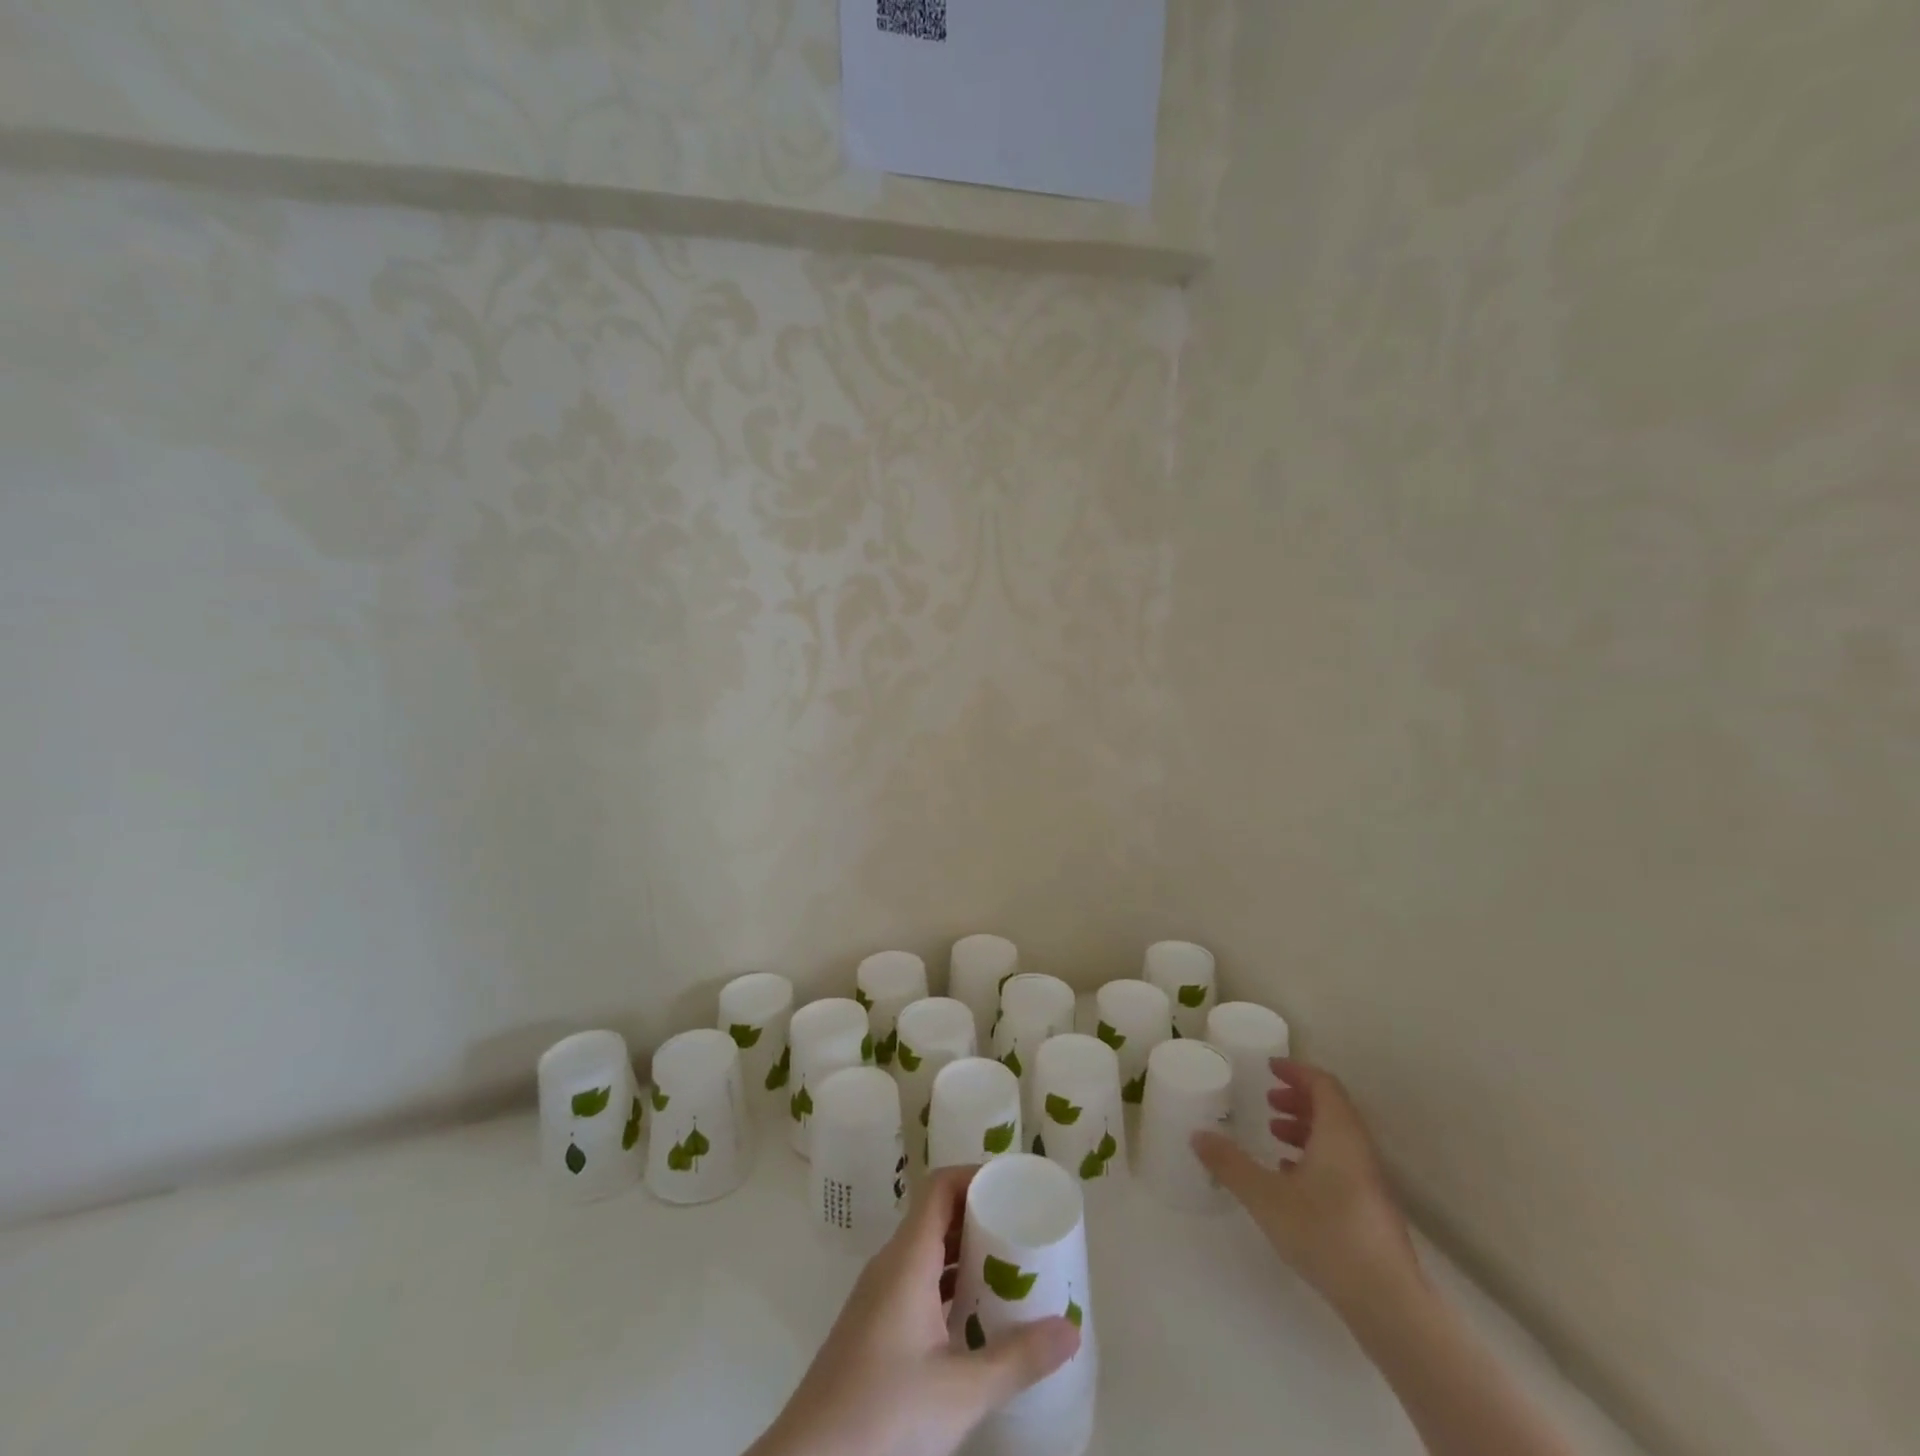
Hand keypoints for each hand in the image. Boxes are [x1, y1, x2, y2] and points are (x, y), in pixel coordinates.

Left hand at [747, 1166, 1079, 1455]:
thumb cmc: (885, 1411)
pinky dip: (947, 1281)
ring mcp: (879, 1294)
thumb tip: (1071, 1330)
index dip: (975, 1175)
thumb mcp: (960, 1390)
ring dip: (963, 1250)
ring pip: (926, 1249)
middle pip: (936, 1214)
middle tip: (1022, 1227)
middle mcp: (891, 1264)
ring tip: (1008, 1266)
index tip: (1013, 1185)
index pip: (940, 1186)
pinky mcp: (874, 1323)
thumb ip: (1018, 1359)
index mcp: (907, 1258)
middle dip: (979, 1214)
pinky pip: (916, 1279)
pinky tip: (973, 1313)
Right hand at [1193, 1058, 1420, 1313]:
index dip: (1296, 1071)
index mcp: (1339, 1134)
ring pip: (1337, 1139)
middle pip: (1332, 1109)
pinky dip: (1315, 1157)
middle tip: (1267, 1101)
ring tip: (1274, 1136)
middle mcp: (1359, 1150)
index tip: (1270, 1068)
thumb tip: (1197, 1135)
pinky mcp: (1370, 1210)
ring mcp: (1369, 1182)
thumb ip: (1230, 1164)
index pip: (1323, 1084)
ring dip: (1306, 1129)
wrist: (1388, 1303)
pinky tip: (1291, 1179)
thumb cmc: (1326, 1234)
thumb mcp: (1265, 1197)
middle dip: (1298, 1099)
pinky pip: (1341, 1164)